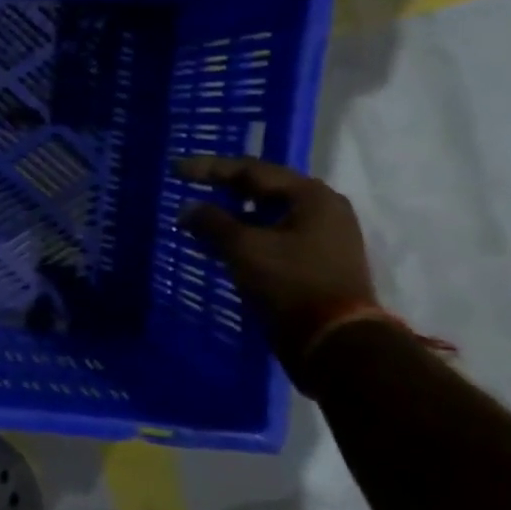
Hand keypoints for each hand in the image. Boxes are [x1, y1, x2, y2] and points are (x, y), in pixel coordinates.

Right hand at [176, 156, 376, 366]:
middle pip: (265, 189)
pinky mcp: (319, 262)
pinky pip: (276, 236)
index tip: (176, 170)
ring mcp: (325, 237)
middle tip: (192, 186)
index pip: (252, 170)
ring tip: (202, 217)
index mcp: (312, 196)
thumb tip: (188, 209)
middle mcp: (324, 209)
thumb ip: (211, 222)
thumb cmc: (290, 283)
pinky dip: (248, 234)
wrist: (334, 341)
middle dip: (225, 188)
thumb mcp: (243, 248)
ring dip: (235, 214)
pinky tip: (223, 243)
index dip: (210, 168)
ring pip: (270, 215)